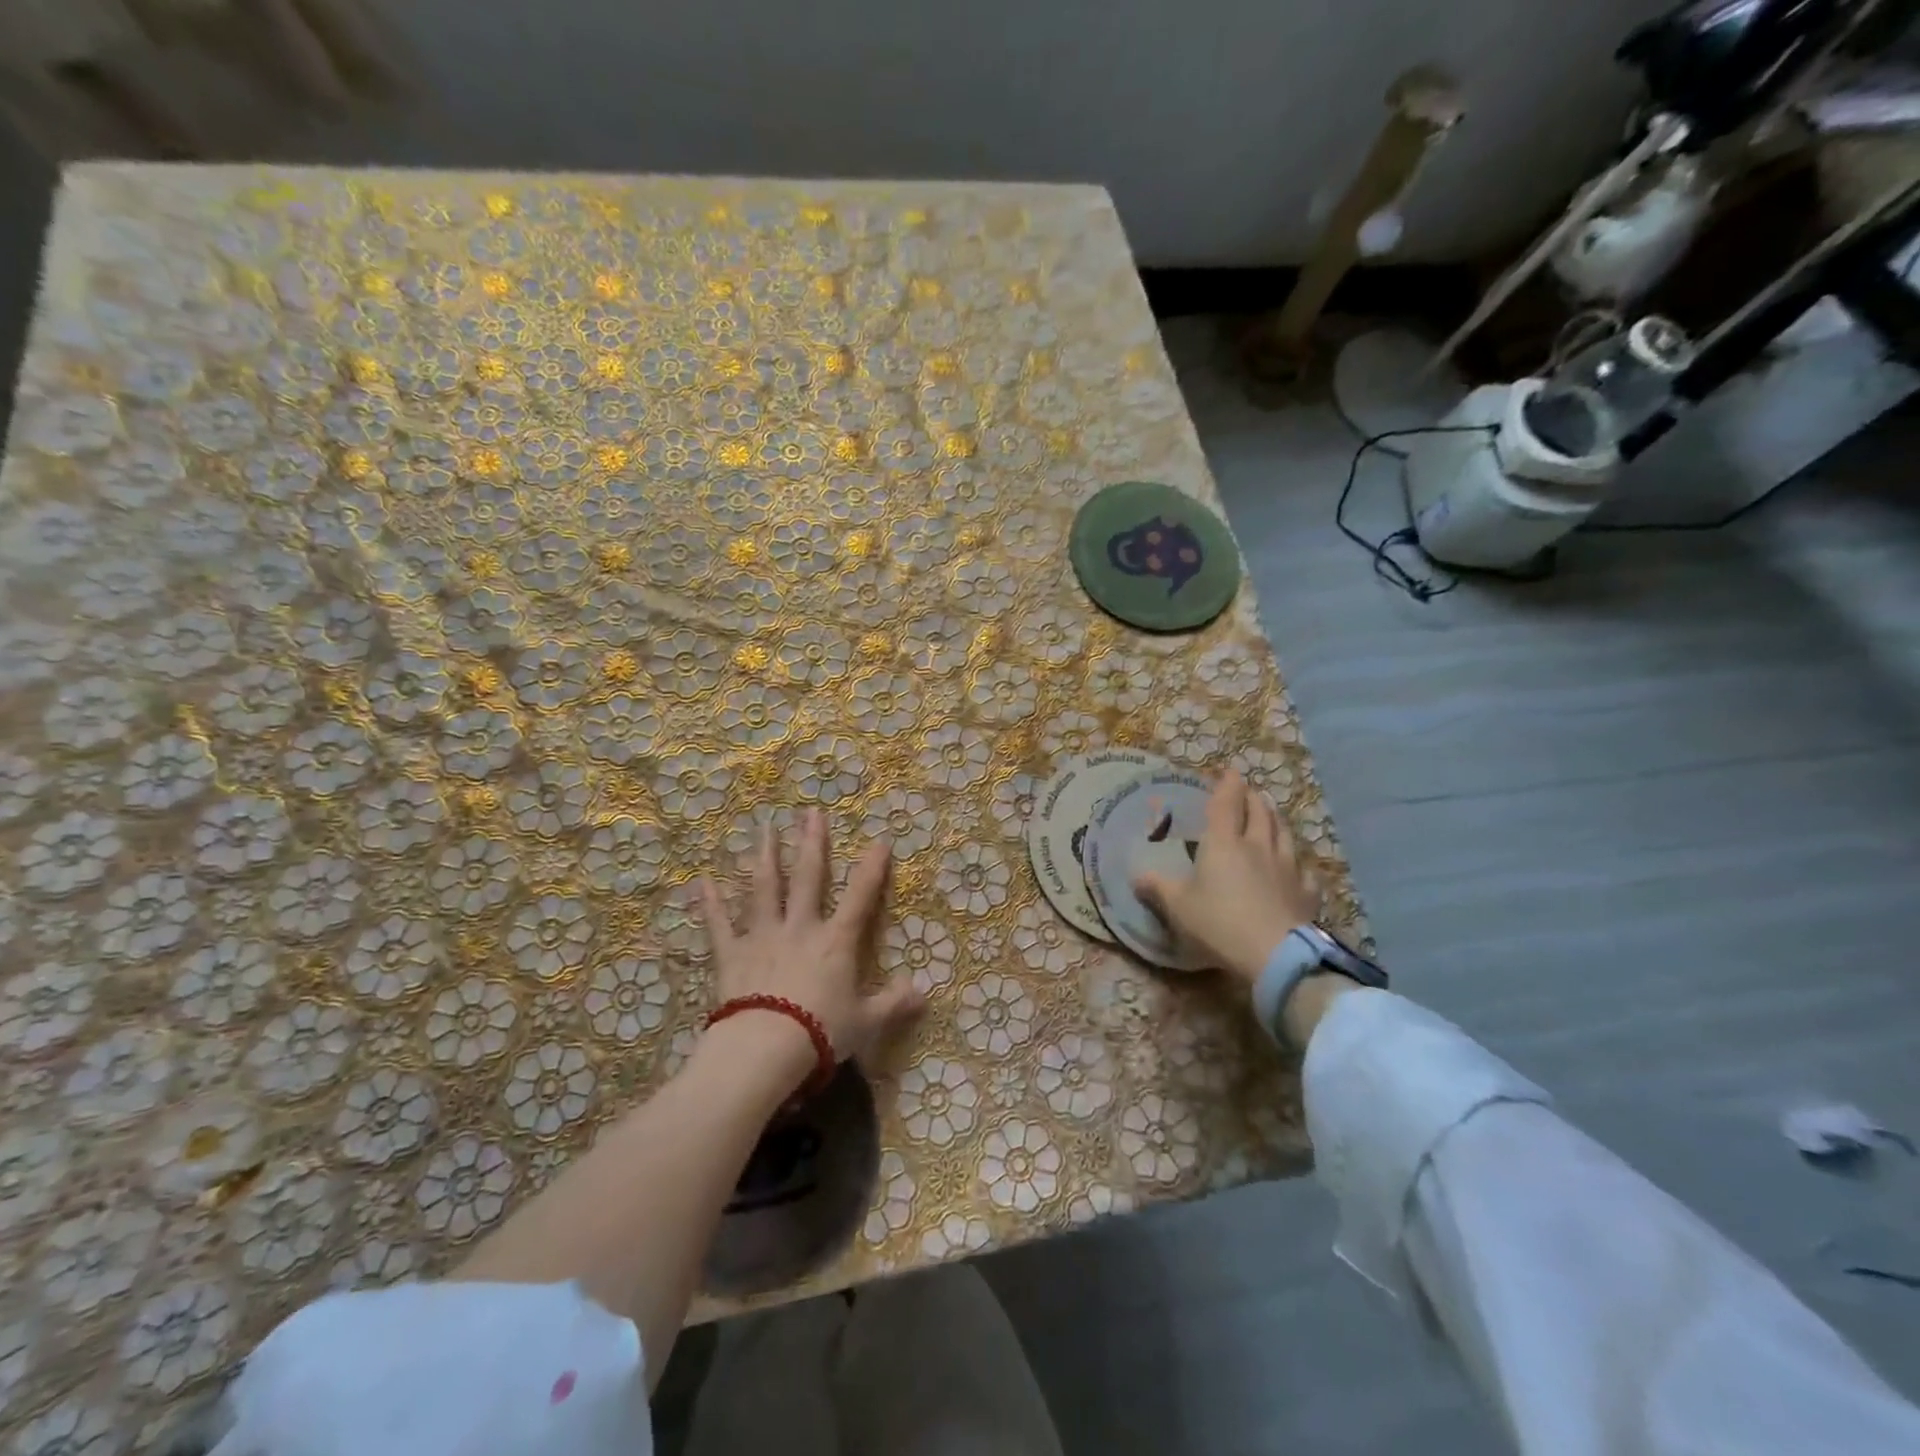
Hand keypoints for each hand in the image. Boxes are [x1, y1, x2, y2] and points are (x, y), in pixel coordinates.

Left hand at [696, 808, 923, 1066]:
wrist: (765, 1049)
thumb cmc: (820, 1033)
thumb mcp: (866, 1022)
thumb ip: (894, 1003)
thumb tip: (924, 994)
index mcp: (836, 941)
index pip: (860, 897)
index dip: (872, 868)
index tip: (880, 840)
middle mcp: (800, 928)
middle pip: (808, 878)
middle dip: (812, 844)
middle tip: (811, 813)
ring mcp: (763, 937)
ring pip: (764, 889)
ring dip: (765, 857)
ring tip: (765, 829)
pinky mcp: (731, 955)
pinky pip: (718, 925)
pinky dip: (710, 904)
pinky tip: (702, 882)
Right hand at [1133, 771, 1320, 988]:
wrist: (1275, 954)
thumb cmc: (1219, 922)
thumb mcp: (1178, 906)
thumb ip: (1157, 887)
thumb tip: (1135, 876)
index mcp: (1224, 843)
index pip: (1226, 804)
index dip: (1227, 785)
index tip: (1230, 771)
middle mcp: (1257, 846)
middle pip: (1260, 813)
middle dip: (1254, 798)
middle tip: (1250, 791)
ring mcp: (1287, 868)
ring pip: (1284, 834)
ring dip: (1277, 819)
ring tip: (1273, 813)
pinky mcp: (1305, 892)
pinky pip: (1304, 871)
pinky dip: (1299, 863)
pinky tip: (1299, 867)